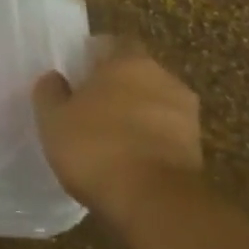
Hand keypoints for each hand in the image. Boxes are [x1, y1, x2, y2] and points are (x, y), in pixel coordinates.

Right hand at [33, 38, 202, 237]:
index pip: (113, 43)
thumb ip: (51, 92)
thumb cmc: (96, 146)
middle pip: (137, 74)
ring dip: (136, 115)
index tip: (77, 72)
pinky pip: (165, 136)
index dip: (94, 55)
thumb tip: (55, 78)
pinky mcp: (198, 153)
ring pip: (154, 105)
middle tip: (90, 104)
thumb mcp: (53, 118)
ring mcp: (187, 117)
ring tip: (108, 136)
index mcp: (129, 61)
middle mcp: (164, 79)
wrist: (154, 204)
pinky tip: (127, 160)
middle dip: (117, 86)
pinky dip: (149, 142)